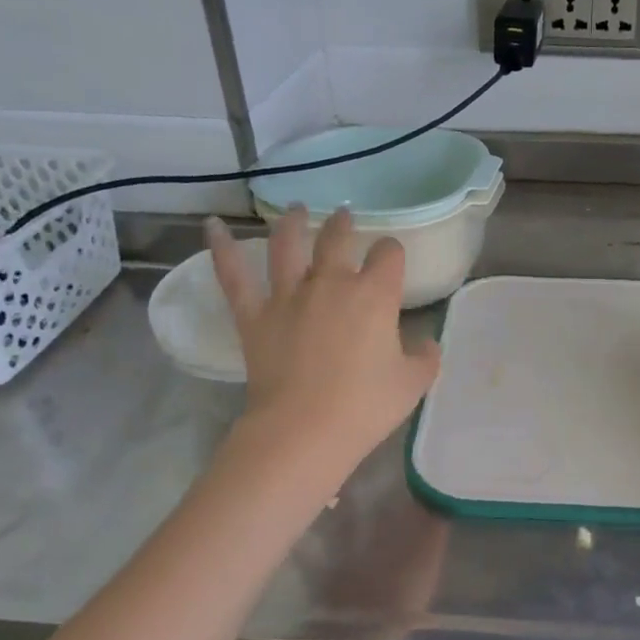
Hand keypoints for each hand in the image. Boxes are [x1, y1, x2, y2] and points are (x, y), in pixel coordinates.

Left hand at [207, 208, 440, 471]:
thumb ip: (425, 357)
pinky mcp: (254, 316)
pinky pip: (234, 276)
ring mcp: (288, 296)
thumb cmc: (366, 406)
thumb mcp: (413, 383)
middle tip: (344, 218)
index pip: (388, 255)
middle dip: (343, 226)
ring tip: (297, 210)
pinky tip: (212, 226)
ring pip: (287, 245)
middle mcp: (331, 283)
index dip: (392, 253)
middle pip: (336, 239)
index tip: (392, 262)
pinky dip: (221, 248)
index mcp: (374, 295)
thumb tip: (426, 344)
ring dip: (292, 223)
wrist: (305, 429)